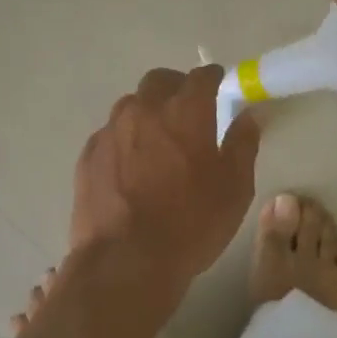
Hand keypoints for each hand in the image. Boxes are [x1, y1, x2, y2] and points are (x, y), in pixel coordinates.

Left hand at [70, 64, 260, 302]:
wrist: (125, 260)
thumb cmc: (190, 224)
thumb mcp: (234, 188)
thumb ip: (242, 144)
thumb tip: (248, 115)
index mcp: (184, 112)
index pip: (201, 77)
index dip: (212, 78)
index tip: (219, 86)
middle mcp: (143, 110)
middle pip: (159, 81)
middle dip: (176, 88)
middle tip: (188, 112)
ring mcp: (110, 130)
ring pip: (130, 105)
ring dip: (147, 113)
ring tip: (157, 143)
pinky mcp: (88, 154)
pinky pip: (110, 134)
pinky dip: (124, 140)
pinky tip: (130, 169)